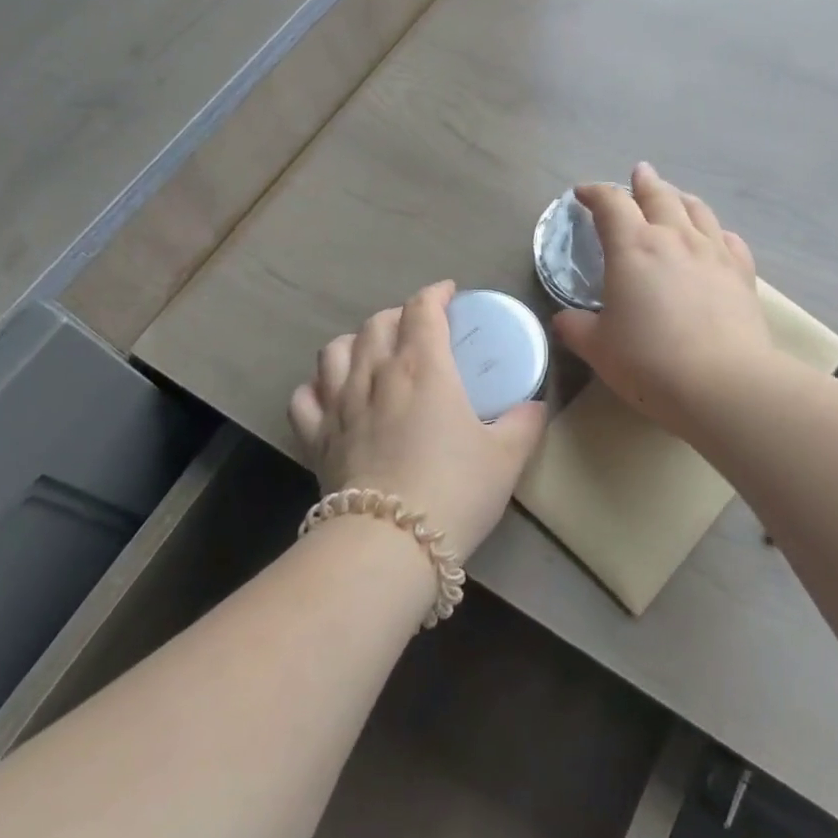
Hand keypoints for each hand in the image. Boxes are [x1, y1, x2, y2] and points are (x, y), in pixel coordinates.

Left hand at [288, 280, 546, 558]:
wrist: (390, 543)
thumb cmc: (455, 491)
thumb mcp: (506, 457)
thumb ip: (524, 423)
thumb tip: (534, 406)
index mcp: (423, 367)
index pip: (423, 309)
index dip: (436, 294)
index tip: (448, 294)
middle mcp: (376, 373)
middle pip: (378, 323)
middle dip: (399, 315)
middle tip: (418, 329)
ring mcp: (339, 404)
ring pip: (335, 350)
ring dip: (355, 342)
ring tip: (370, 354)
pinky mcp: (316, 437)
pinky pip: (304, 397)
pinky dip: (316, 388)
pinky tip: (330, 396)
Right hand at [552, 163, 773, 430]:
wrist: (723, 383)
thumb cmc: (649, 362)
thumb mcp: (598, 348)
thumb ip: (576, 328)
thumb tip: (564, 320)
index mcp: (633, 247)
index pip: (610, 204)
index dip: (594, 193)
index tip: (583, 193)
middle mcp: (674, 238)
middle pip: (659, 195)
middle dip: (643, 183)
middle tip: (638, 174)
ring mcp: (713, 252)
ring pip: (697, 210)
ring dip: (681, 198)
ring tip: (674, 197)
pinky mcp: (742, 274)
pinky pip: (728, 239)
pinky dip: (715, 231)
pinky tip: (715, 238)